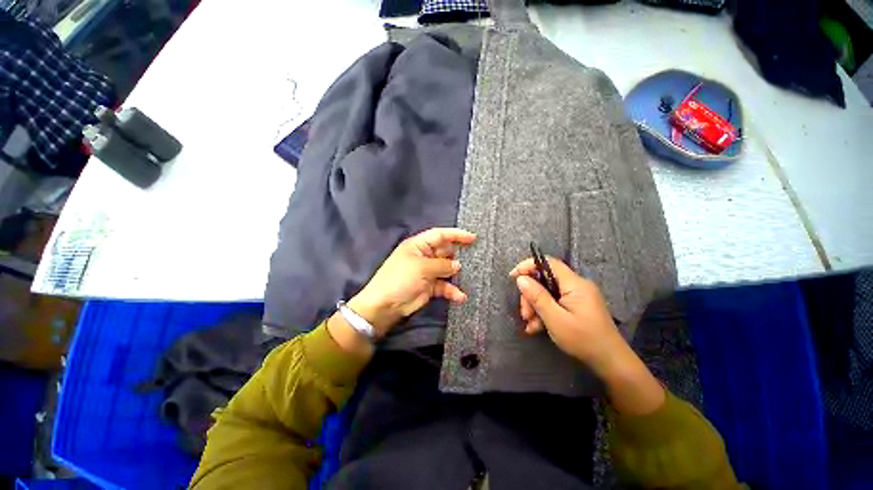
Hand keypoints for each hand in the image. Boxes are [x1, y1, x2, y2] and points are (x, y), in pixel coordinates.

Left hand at [348, 227, 476, 335]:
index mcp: (419, 245)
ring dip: (456, 274)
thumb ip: (442, 265)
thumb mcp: (421, 268)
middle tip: (475, 258)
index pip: (440, 235)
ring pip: (447, 269)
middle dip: (458, 255)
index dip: (456, 234)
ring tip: (469, 276)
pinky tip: (460, 296)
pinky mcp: (430, 287)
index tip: (473, 238)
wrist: (385, 305)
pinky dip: (452, 290)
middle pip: (445, 251)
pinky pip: (444, 286)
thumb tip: (458, 265)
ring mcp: (427, 272)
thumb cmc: (400, 279)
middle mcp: (424, 256)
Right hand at [510, 257, 663, 414]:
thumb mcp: (555, 319)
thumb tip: (520, 279)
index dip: (529, 266)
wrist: (611, 362)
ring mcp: (578, 296)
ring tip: (530, 325)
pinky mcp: (577, 306)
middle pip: (545, 279)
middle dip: (531, 294)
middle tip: (524, 313)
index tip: (513, 277)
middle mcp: (577, 285)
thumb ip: (537, 297)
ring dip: (535, 306)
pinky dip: (544, 312)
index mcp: (575, 284)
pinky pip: (555, 302)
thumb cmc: (583, 339)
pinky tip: (537, 327)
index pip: (549, 263)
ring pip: (548, 292)